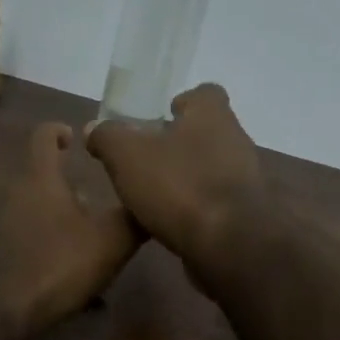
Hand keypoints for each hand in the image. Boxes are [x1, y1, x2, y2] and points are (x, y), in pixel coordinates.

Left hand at [0, 122, 140, 336]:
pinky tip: (68, 283)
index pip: (44, 136)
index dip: (60, 131)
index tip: (78, 139)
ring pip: (36, 214)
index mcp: (40, 178)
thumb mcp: (109, 242)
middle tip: (101, 206)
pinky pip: (27, 244)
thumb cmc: (53, 263)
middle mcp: (14, 194)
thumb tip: (151, 200)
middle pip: (43, 179)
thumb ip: (134, 219)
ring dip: (61, 224)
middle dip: (72, 190)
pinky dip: (48, 253)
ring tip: (91, 248)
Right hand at [85, 84, 274, 274]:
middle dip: (179, 143)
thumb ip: (108, 137)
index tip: (162, 115)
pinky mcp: (246, 214)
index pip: (205, 94)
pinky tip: (171, 221)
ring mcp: (245, 179)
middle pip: (207, 132)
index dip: (184, 101)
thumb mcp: (127, 156)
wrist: (230, 245)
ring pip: (212, 168)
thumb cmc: (179, 186)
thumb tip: (94, 128)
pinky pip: (216, 202)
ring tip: (153, 194)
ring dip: (187, 177)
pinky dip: (196, 207)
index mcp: (212, 116)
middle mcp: (235, 141)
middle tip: (146, 158)